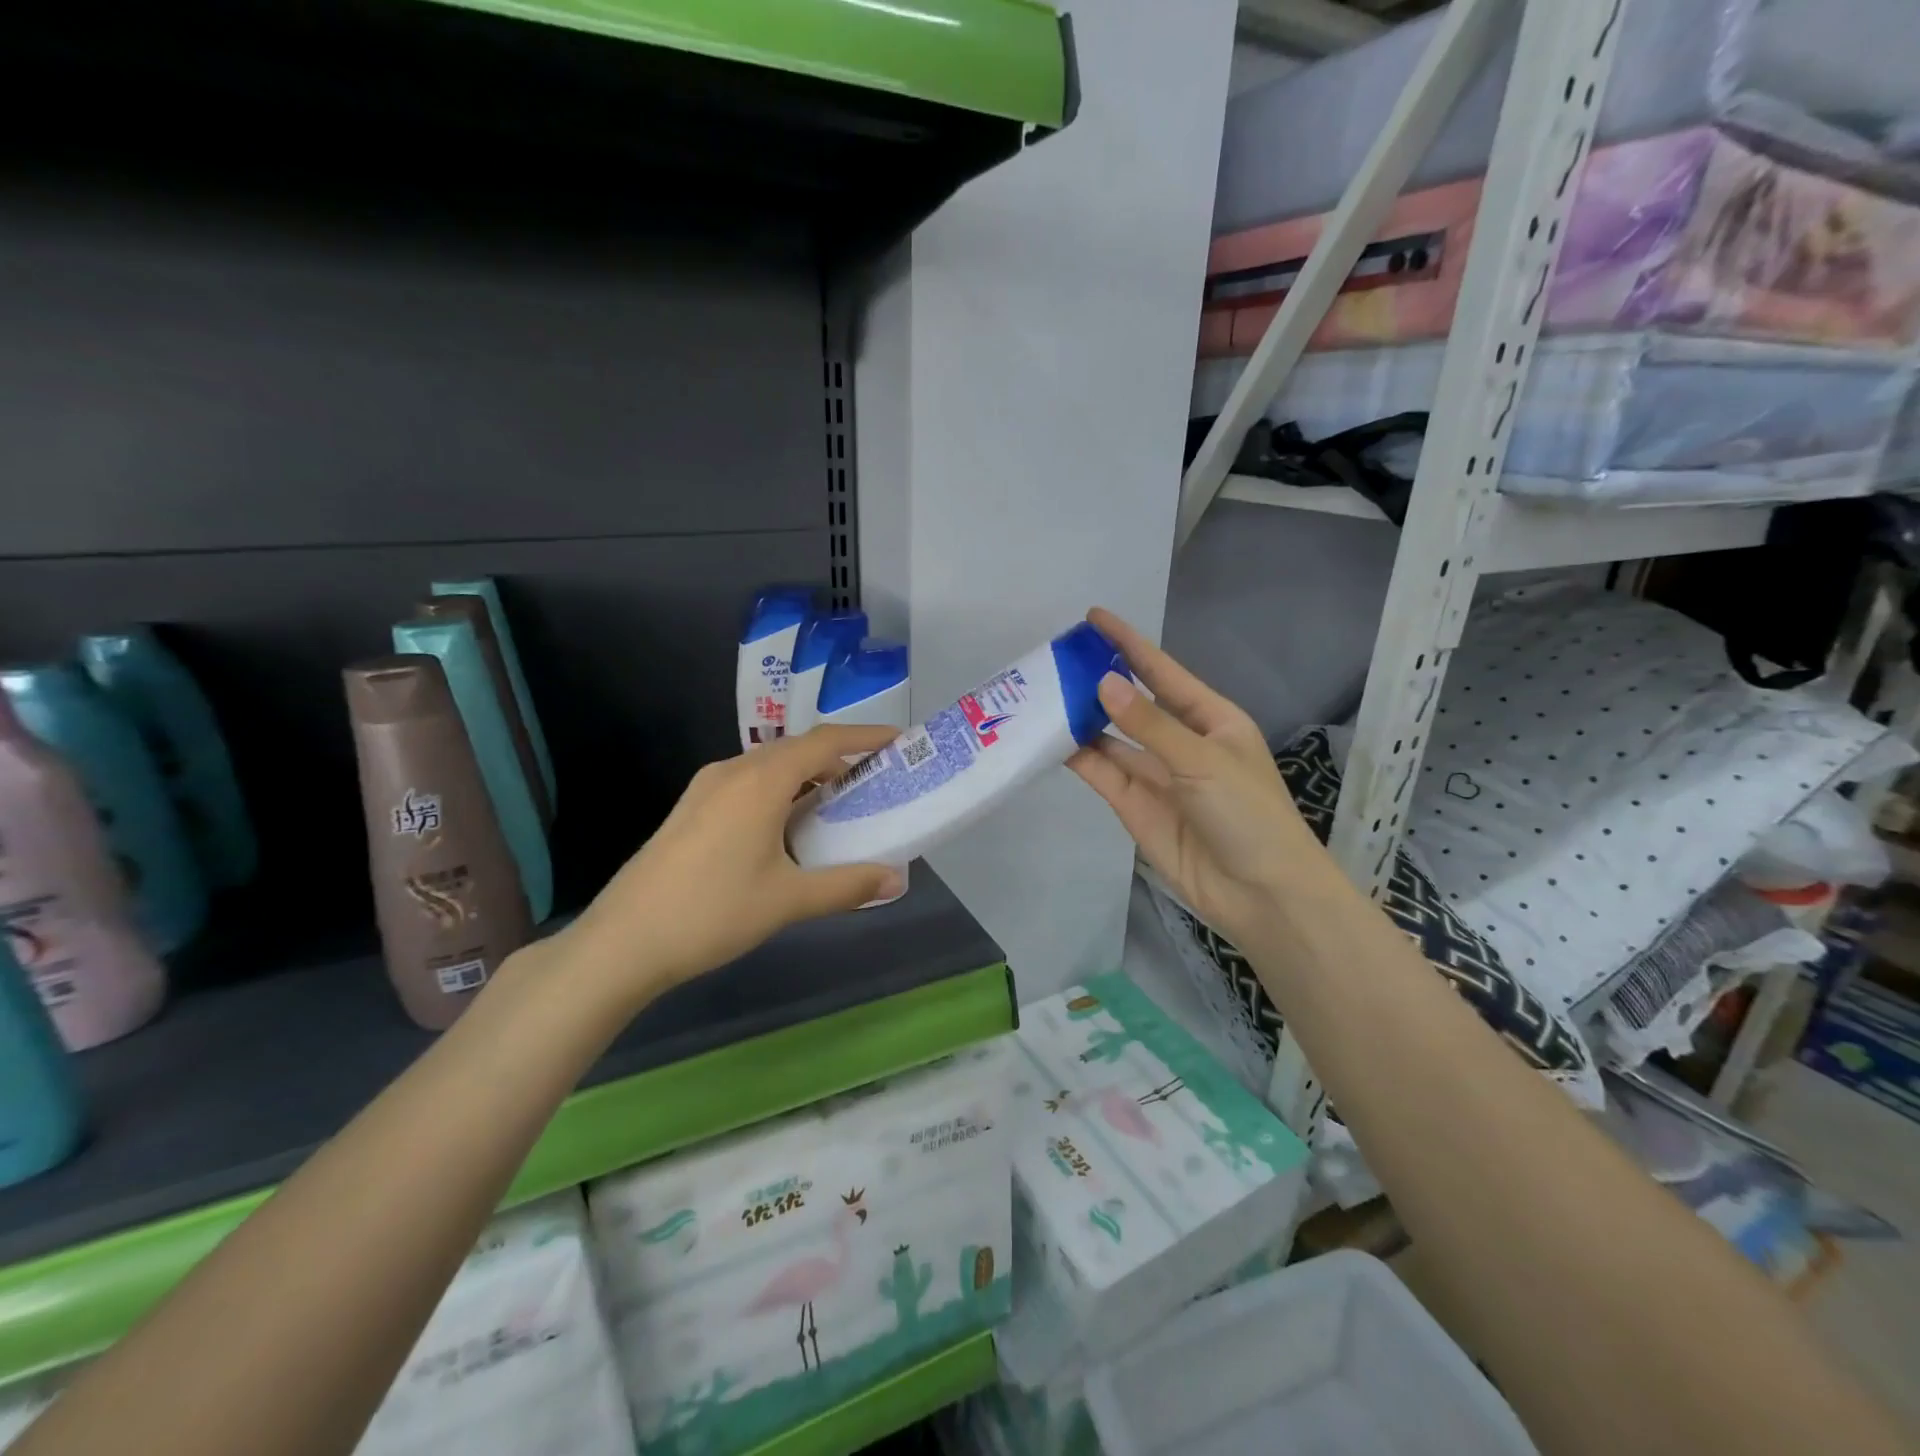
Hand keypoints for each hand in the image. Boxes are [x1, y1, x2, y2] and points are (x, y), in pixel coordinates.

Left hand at [557, 726, 903, 1004]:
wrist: (623, 941)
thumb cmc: (713, 912)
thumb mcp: (788, 900)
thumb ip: (847, 886)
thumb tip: (896, 881)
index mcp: (761, 781)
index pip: (824, 742)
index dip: (865, 736)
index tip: (899, 741)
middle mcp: (733, 771)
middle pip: (797, 749)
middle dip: (839, 758)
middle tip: (875, 780)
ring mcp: (706, 788)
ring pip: (770, 767)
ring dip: (808, 777)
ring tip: (838, 805)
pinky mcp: (691, 809)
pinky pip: (748, 783)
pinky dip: (781, 791)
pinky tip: (789, 827)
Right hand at [1070, 608, 1331, 952]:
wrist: (1260, 893)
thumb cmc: (1248, 813)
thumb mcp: (1202, 759)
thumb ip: (1148, 724)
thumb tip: (1103, 682)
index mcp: (1211, 719)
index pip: (1163, 672)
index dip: (1130, 644)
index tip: (1094, 617)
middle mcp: (1180, 742)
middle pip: (1132, 702)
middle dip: (1099, 679)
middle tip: (1055, 657)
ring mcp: (1155, 775)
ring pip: (1111, 737)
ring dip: (1082, 717)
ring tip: (1042, 693)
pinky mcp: (1134, 806)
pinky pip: (1102, 772)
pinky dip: (1079, 755)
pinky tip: (1050, 736)